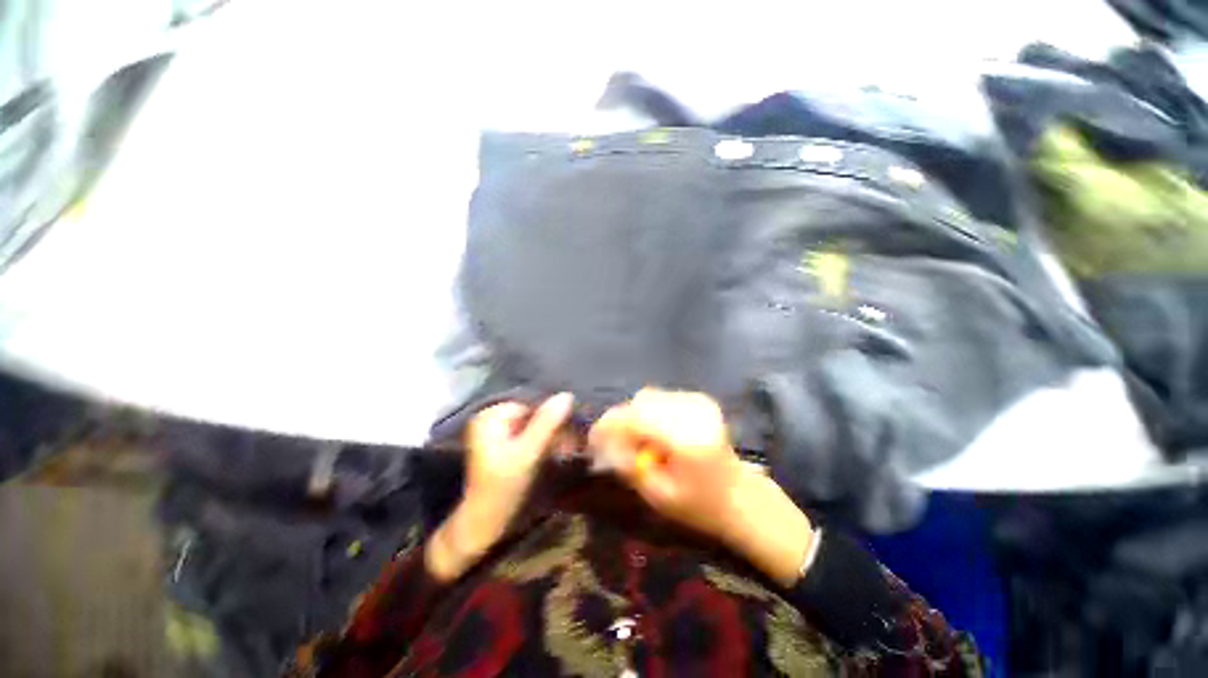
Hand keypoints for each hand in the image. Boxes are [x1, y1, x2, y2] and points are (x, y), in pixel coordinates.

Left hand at [426, 393, 572, 581]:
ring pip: (533, 427)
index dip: (554, 418)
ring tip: (564, 454)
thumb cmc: (502, 489)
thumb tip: (567, 395)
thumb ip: (547, 423)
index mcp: (491, 415)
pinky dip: (542, 445)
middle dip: (553, 430)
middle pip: (533, 416)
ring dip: (551, 438)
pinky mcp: (501, 446)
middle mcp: (491, 418)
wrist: (482, 526)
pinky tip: (553, 457)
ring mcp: (495, 432)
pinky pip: (528, 437)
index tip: (570, 436)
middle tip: (569, 448)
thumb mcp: (527, 453)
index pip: (533, 405)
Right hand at [589, 388, 814, 585]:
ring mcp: (699, 402)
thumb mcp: (658, 495)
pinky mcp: (701, 399)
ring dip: (637, 415)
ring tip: (641, 441)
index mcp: (685, 439)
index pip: (636, 418)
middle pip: (641, 401)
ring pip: (650, 396)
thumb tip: (606, 443)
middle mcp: (693, 412)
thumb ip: (630, 465)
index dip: (609, 425)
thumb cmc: (700, 506)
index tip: (594, 438)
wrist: (740, 496)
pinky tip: (658, 433)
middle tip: (617, 444)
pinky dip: (652, 412)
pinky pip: (663, 398)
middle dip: (622, 420)